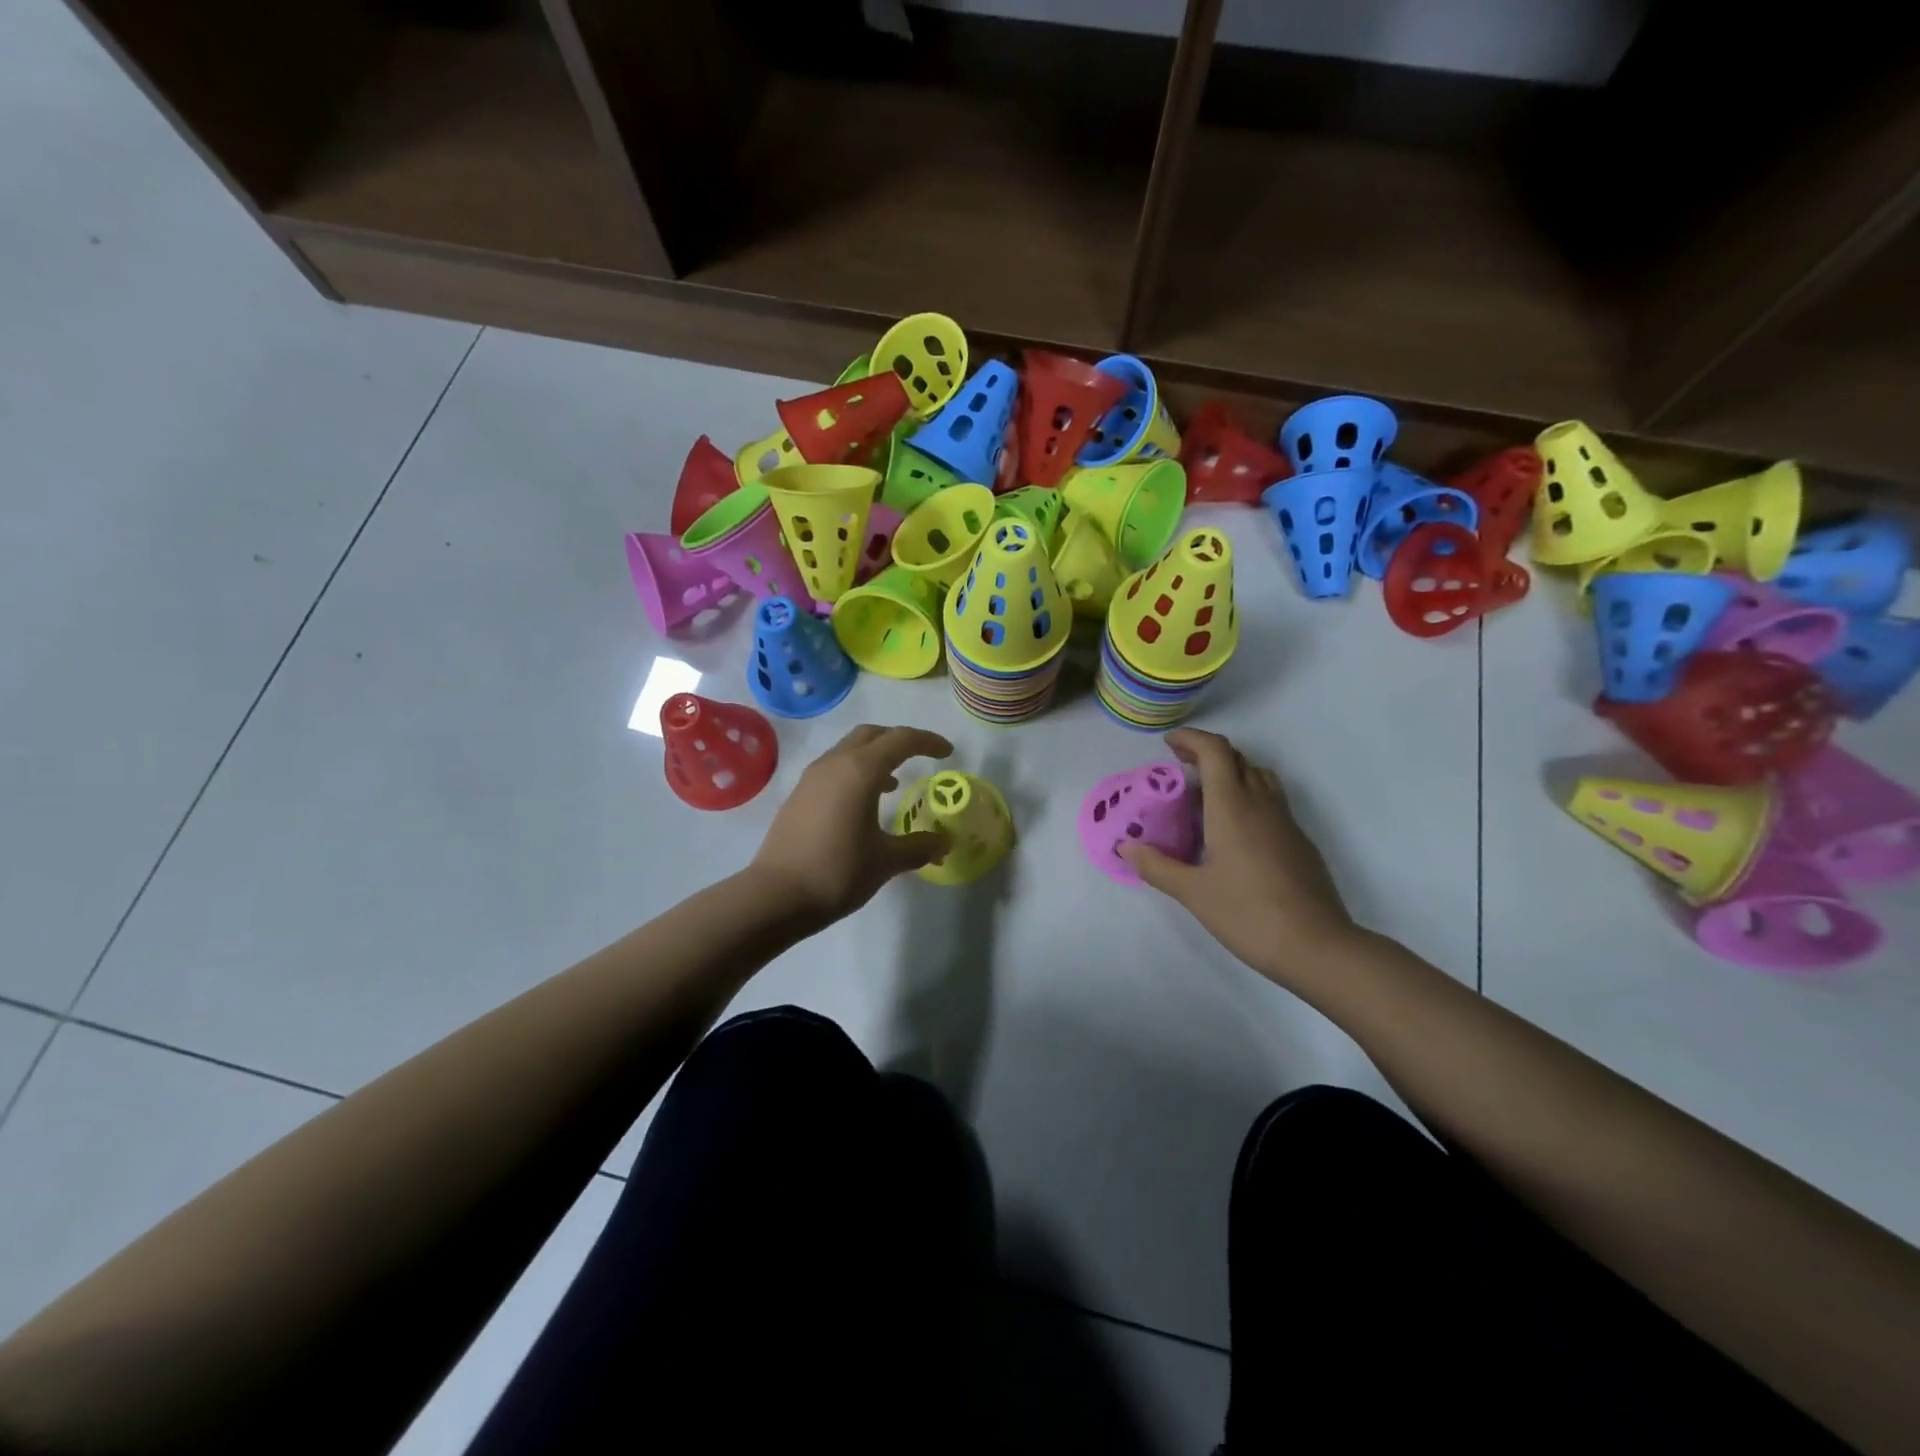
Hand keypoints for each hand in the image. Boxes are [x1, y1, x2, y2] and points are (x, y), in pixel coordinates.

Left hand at [750, 724, 953, 923]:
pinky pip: (834, 768)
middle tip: (920, 757)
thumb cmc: (837, 872)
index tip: (947, 752)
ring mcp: (812, 778)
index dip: (927, 742)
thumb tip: (945, 843)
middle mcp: (835, 763)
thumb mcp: (886, 861)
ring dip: (875, 757)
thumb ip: (919, 847)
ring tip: (893, 783)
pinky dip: (855, 772)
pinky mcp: (799, 794)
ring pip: (849, 750)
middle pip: (872, 735)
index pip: (901, 740)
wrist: (775, 896)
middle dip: (899, 740)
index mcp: (860, 770)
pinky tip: (863, 803)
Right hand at [1121, 728, 1355, 983]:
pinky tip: (1233, 830)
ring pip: (1259, 777)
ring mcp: (1286, 822)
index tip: (1169, 744)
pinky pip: (1271, 801)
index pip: (1215, 752)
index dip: (1191, 739)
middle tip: (1179, 767)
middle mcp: (1262, 804)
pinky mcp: (1299, 842)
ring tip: (1205, 794)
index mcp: (1233, 807)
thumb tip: (1127, 848)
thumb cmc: (1248, 914)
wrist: (1317, 947)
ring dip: (1231, 772)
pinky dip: (1247, 796)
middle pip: (1238, 759)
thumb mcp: (1193, 893)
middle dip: (1207, 753)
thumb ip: (1157, 866)